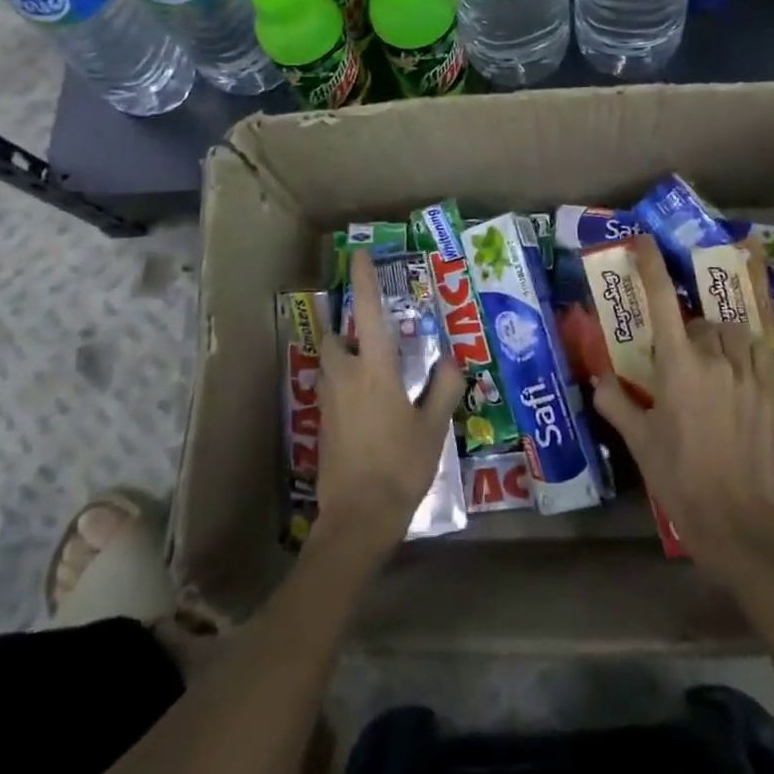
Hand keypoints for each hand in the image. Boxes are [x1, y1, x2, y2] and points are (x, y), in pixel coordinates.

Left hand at [310, 250, 466, 569]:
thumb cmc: (400, 465)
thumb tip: (451, 359)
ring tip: (372, 375)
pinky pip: (330, 390)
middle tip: (375, 342)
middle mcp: (345, 377)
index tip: (357, 255)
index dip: (364, 281)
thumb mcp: (433, 426)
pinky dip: (344, 386)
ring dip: (344, 359)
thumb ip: (444, 386)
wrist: (358, 518)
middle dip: (349, 332)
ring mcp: (328, 402)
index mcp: (374, 369)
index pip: (370, 313)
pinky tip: (366, 409)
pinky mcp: (321, 425)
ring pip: (329, 365)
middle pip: (336, 338)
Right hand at [591, 235, 773, 590]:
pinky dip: (745, 348)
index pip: (663, 302)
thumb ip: (616, 402)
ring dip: (715, 337)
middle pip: (698, 321)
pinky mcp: (769, 393)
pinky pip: (760, 352)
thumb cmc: (678, 478)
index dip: (651, 266)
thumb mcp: (639, 440)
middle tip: (671, 358)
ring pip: (731, 332)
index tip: (643, 241)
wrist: (736, 520)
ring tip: (705, 361)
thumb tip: (599, 380)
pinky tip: (737, 363)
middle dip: (683, 330)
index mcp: (679, 366)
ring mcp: (747, 375)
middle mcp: (715, 359)